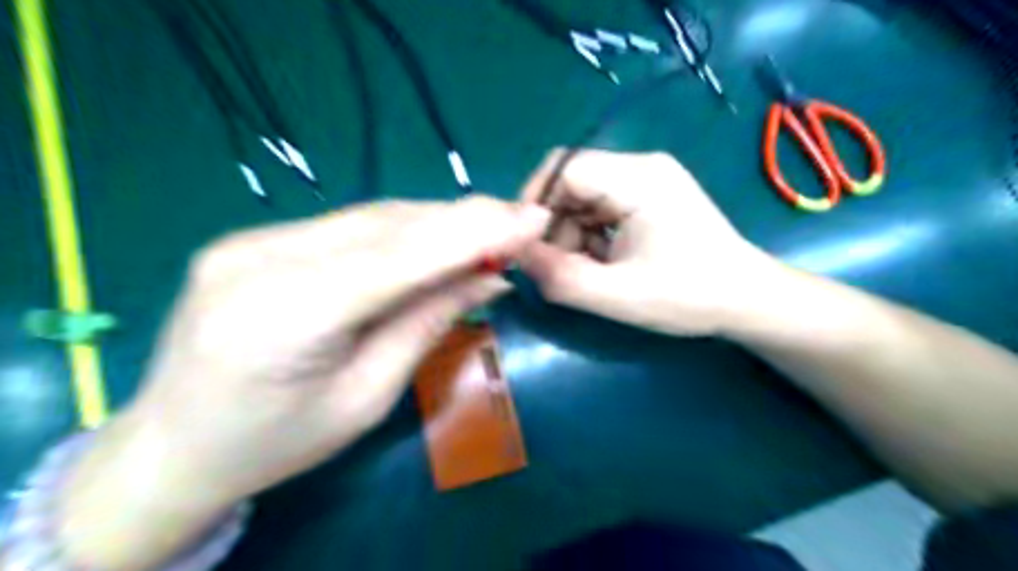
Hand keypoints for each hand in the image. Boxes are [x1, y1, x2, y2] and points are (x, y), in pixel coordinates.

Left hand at [55, 196, 549, 570]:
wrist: (173, 445)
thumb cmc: (277, 443)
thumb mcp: (367, 398)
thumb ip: (427, 323)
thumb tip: (490, 277)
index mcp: (281, 316)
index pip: (399, 257)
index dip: (473, 233)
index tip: (532, 220)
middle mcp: (258, 259)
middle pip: (387, 225)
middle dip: (464, 220)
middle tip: (520, 222)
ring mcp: (250, 239)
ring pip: (372, 217)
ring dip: (437, 222)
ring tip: (489, 230)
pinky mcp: (255, 237)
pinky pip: (349, 226)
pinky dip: (403, 230)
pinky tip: (436, 238)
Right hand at [517, 149, 771, 337]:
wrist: (745, 300)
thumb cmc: (690, 296)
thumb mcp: (618, 295)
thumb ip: (561, 277)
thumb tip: (517, 256)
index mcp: (638, 178)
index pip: (565, 168)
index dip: (534, 202)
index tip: (525, 245)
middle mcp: (641, 167)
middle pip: (572, 183)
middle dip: (553, 225)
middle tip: (555, 267)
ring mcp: (646, 181)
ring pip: (582, 198)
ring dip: (570, 235)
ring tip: (584, 271)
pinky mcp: (648, 198)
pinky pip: (600, 209)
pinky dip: (588, 237)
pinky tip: (602, 264)